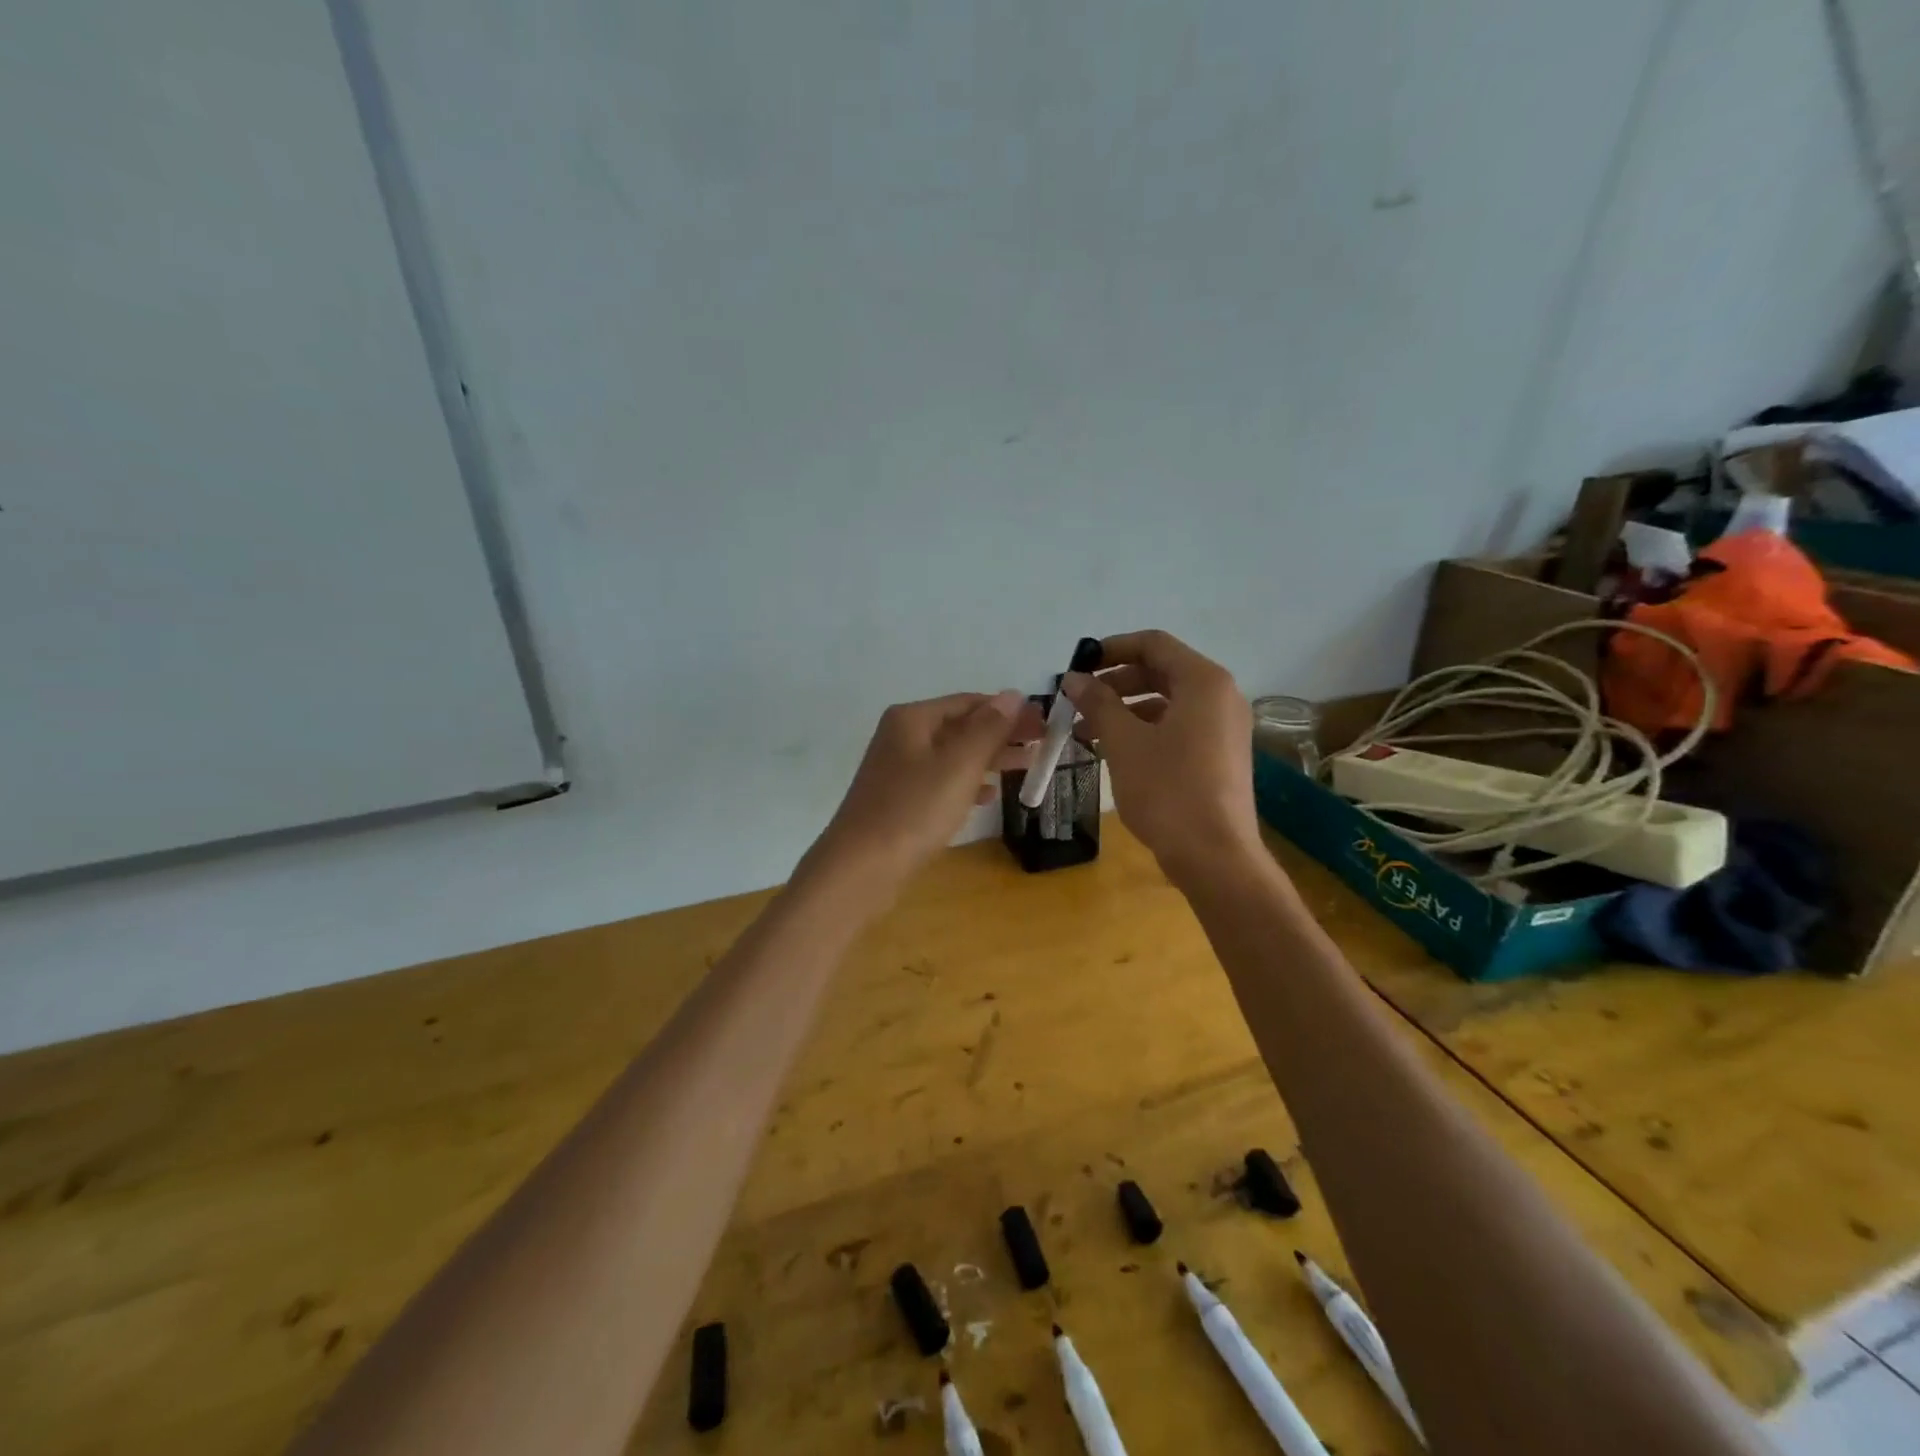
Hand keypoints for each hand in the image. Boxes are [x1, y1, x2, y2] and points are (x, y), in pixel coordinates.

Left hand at [810, 690, 1042, 896]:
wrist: (860, 869)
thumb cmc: (913, 811)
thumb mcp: (959, 766)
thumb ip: (989, 729)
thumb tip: (1013, 695)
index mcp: (913, 719)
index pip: (970, 702)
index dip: (1009, 711)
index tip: (1044, 725)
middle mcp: (902, 737)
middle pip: (961, 727)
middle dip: (1002, 735)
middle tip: (1042, 746)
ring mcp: (898, 770)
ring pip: (953, 756)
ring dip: (989, 759)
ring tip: (1027, 767)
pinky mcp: (899, 800)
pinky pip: (941, 782)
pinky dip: (967, 784)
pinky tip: (988, 797)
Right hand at [1062, 630, 1261, 882]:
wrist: (1214, 856)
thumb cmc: (1167, 790)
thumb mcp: (1123, 742)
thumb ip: (1098, 703)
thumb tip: (1074, 678)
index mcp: (1203, 682)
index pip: (1154, 644)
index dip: (1112, 648)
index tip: (1079, 665)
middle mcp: (1221, 697)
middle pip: (1162, 672)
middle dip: (1116, 683)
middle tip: (1079, 701)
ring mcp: (1225, 728)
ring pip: (1168, 702)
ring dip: (1126, 710)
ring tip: (1087, 730)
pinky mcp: (1221, 756)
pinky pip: (1179, 727)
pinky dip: (1146, 730)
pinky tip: (1114, 751)